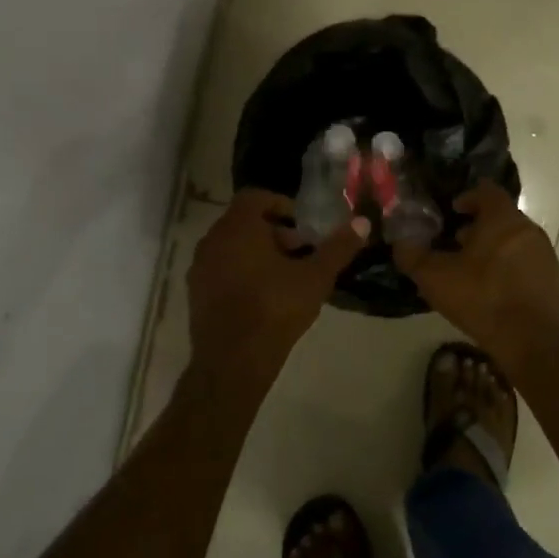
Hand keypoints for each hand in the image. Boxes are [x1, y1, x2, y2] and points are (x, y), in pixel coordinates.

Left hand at [188, 190, 367, 388]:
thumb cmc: (275, 309)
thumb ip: (338, 248)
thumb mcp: (316, 277)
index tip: (303, 226)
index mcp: (238, 227)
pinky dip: (241, 272)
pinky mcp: (196, 292)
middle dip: (273, 232)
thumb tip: (362, 222)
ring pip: (231, 247)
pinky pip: (221, 269)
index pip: (256, 197)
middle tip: (300, 252)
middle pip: (244, 222)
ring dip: (257, 253)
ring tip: (285, 276)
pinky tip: (263, 297)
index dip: (282, 205)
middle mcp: (213, 239)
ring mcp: (200, 267)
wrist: (233, 360)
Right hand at [391, 183, 558, 383]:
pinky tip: (489, 289)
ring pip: (512, 240)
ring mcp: (543, 254)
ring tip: (469, 269)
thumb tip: (400, 243)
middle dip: (477, 226)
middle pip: (500, 216)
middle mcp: (528, 229)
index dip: (467, 197)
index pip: (487, 191)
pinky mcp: (550, 278)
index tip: (452, 210)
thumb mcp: (435, 278)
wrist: (532, 340)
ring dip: (491, 247)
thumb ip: (413, 256)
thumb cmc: (482, 298)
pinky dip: (506, 266)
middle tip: (454, 242)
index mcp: (502, 218)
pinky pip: (524, 261)